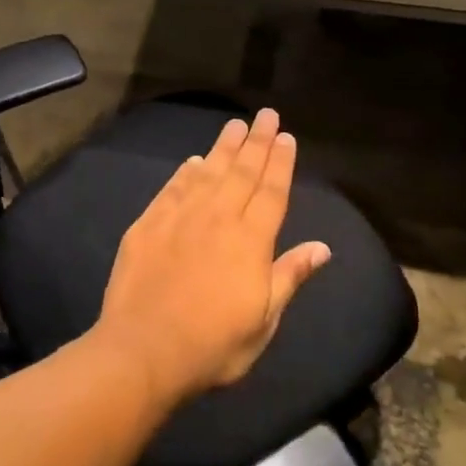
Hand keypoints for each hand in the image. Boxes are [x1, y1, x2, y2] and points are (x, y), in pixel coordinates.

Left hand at [93, 108, 331, 407]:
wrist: (143, 350)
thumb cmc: (213, 345)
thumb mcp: (263, 321)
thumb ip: (289, 276)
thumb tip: (322, 247)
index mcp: (250, 241)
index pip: (271, 192)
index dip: (280, 163)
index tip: (286, 137)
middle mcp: (217, 218)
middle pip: (242, 172)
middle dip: (256, 141)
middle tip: (265, 115)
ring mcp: (180, 217)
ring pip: (208, 172)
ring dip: (223, 148)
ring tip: (234, 125)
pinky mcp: (148, 224)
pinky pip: (172, 188)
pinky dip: (185, 172)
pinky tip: (193, 161)